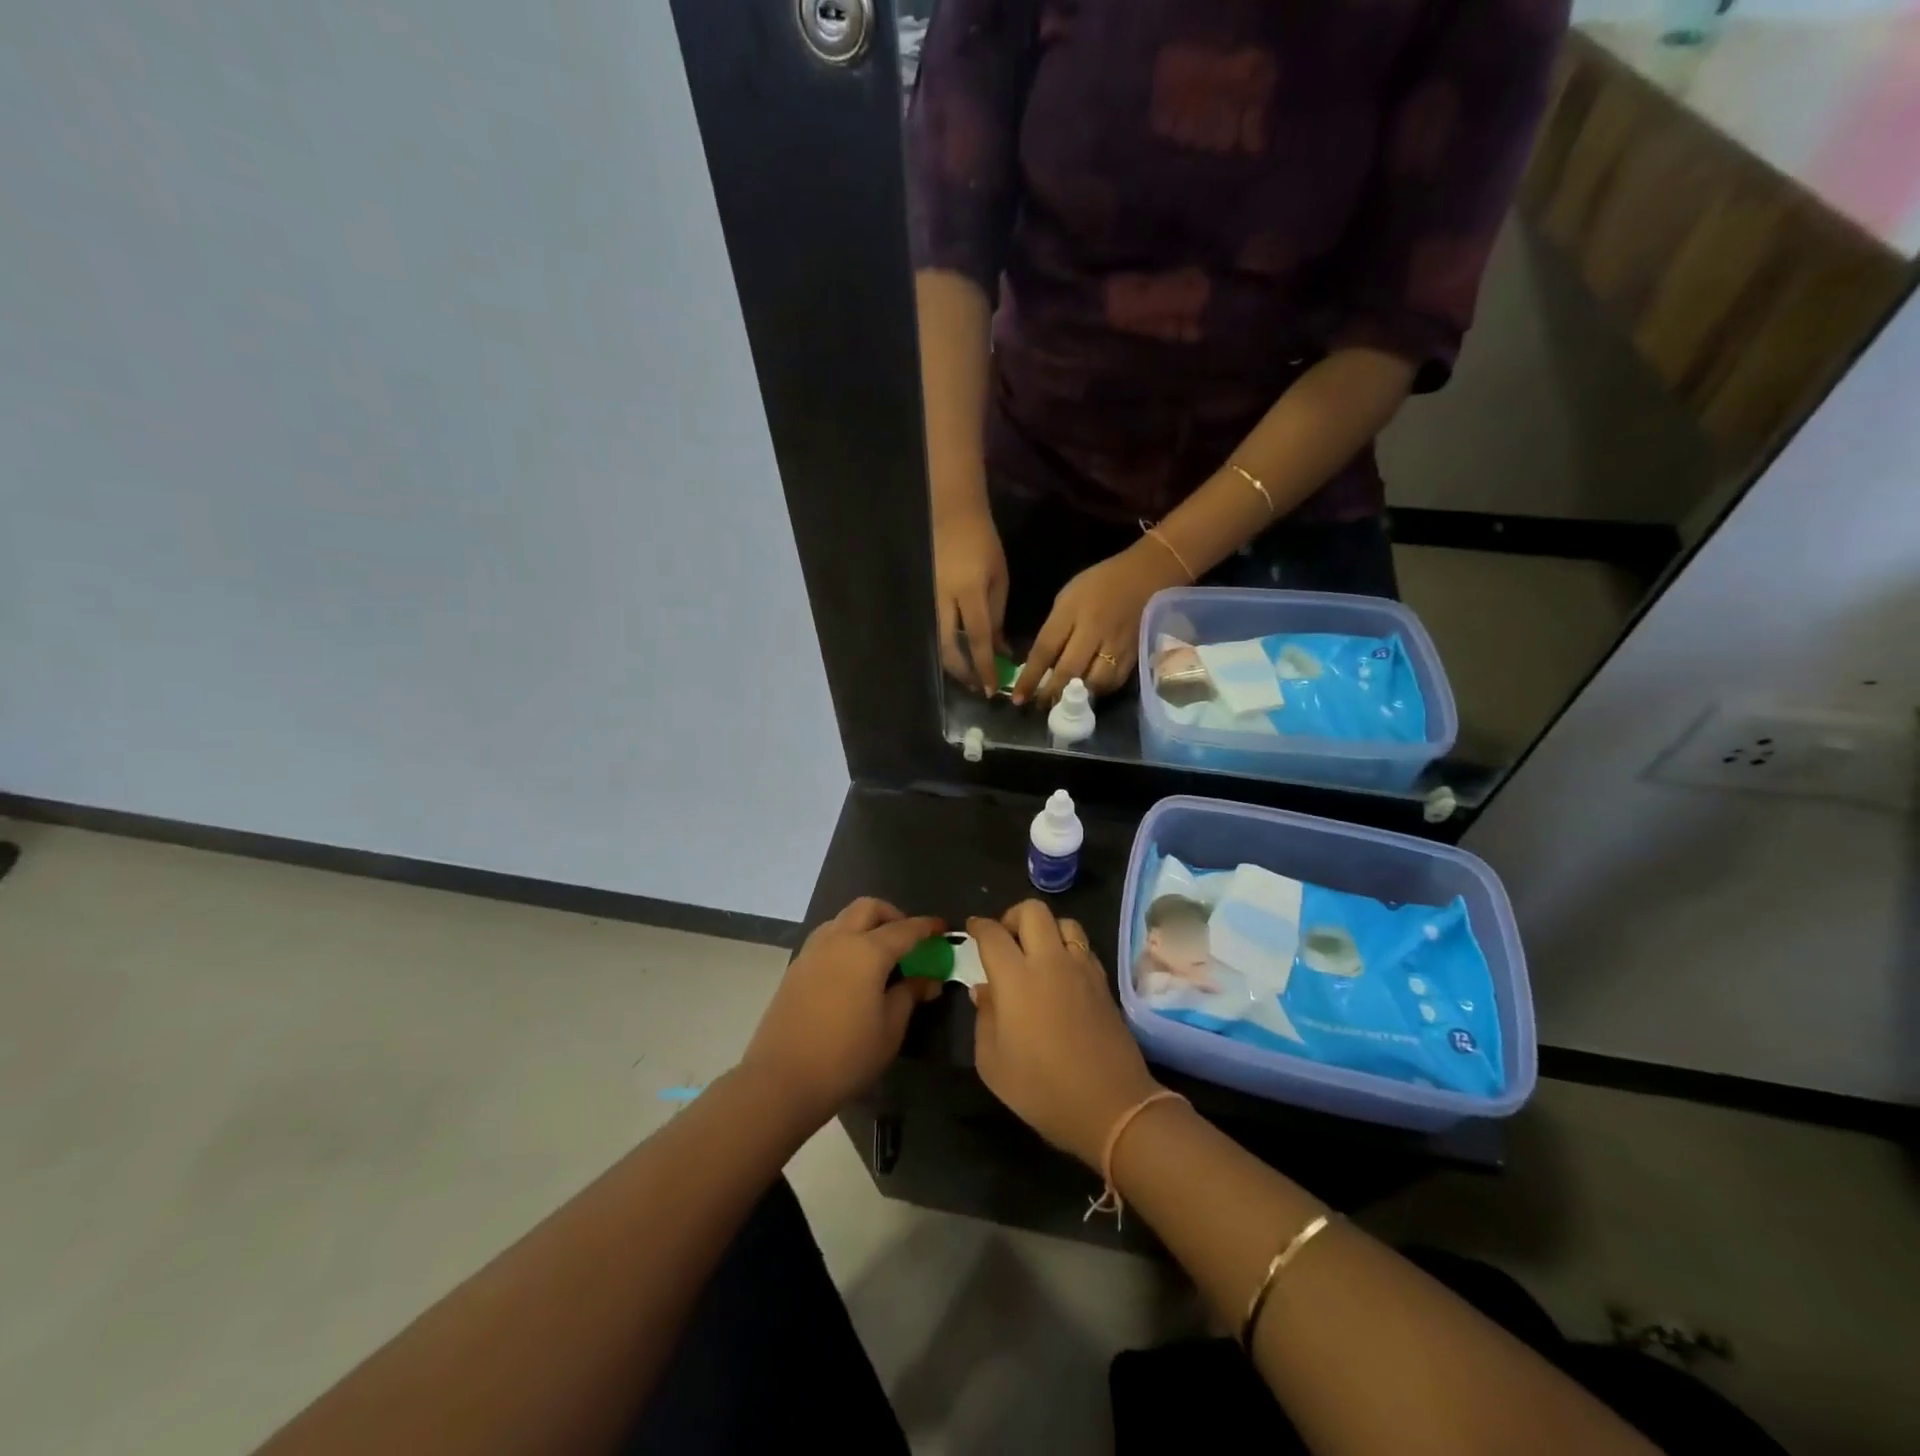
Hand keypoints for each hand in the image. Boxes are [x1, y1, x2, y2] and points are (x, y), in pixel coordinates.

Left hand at [741, 899, 944, 1130]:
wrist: (781, 1080)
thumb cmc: (846, 1056)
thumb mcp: (890, 1029)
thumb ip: (909, 995)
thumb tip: (927, 979)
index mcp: (867, 951)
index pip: (905, 929)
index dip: (927, 927)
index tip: (942, 929)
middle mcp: (838, 940)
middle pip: (868, 908)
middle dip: (893, 915)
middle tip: (908, 939)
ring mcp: (812, 952)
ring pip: (843, 919)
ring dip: (865, 924)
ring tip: (879, 954)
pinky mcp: (796, 968)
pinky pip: (826, 938)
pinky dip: (845, 940)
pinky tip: (852, 970)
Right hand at [933, 502, 1009, 695]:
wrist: (951, 515)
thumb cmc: (982, 543)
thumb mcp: (998, 578)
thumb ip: (998, 616)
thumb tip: (1000, 650)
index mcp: (968, 592)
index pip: (977, 639)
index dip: (984, 666)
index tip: (991, 689)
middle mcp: (943, 600)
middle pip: (948, 648)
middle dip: (962, 672)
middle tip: (976, 687)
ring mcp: (929, 599)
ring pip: (936, 642)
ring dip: (952, 663)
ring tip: (968, 676)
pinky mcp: (923, 598)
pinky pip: (933, 630)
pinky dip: (945, 647)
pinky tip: (956, 655)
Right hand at [969, 901, 1162, 1169]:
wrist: (1111, 1106)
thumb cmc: (1042, 1089)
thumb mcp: (993, 1063)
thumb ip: (983, 1018)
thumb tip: (983, 990)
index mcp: (1016, 978)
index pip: (993, 934)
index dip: (978, 926)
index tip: (971, 929)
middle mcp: (1050, 962)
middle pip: (1032, 911)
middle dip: (1012, 917)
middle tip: (1004, 940)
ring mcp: (1082, 968)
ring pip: (1064, 922)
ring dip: (1045, 929)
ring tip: (1036, 953)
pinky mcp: (1104, 982)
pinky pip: (1083, 946)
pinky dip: (1067, 948)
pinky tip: (1061, 974)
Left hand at [1011, 539, 1185, 705]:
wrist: (1146, 575)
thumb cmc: (1099, 584)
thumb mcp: (1067, 598)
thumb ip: (1054, 629)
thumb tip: (1042, 664)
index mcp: (1071, 612)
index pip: (1044, 650)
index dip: (1030, 678)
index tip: (1018, 698)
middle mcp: (1093, 630)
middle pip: (1069, 671)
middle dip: (1051, 693)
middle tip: (1040, 707)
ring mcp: (1116, 644)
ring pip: (1094, 682)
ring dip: (1077, 697)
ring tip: (1065, 703)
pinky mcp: (1134, 654)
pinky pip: (1114, 682)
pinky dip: (1099, 691)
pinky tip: (1090, 693)